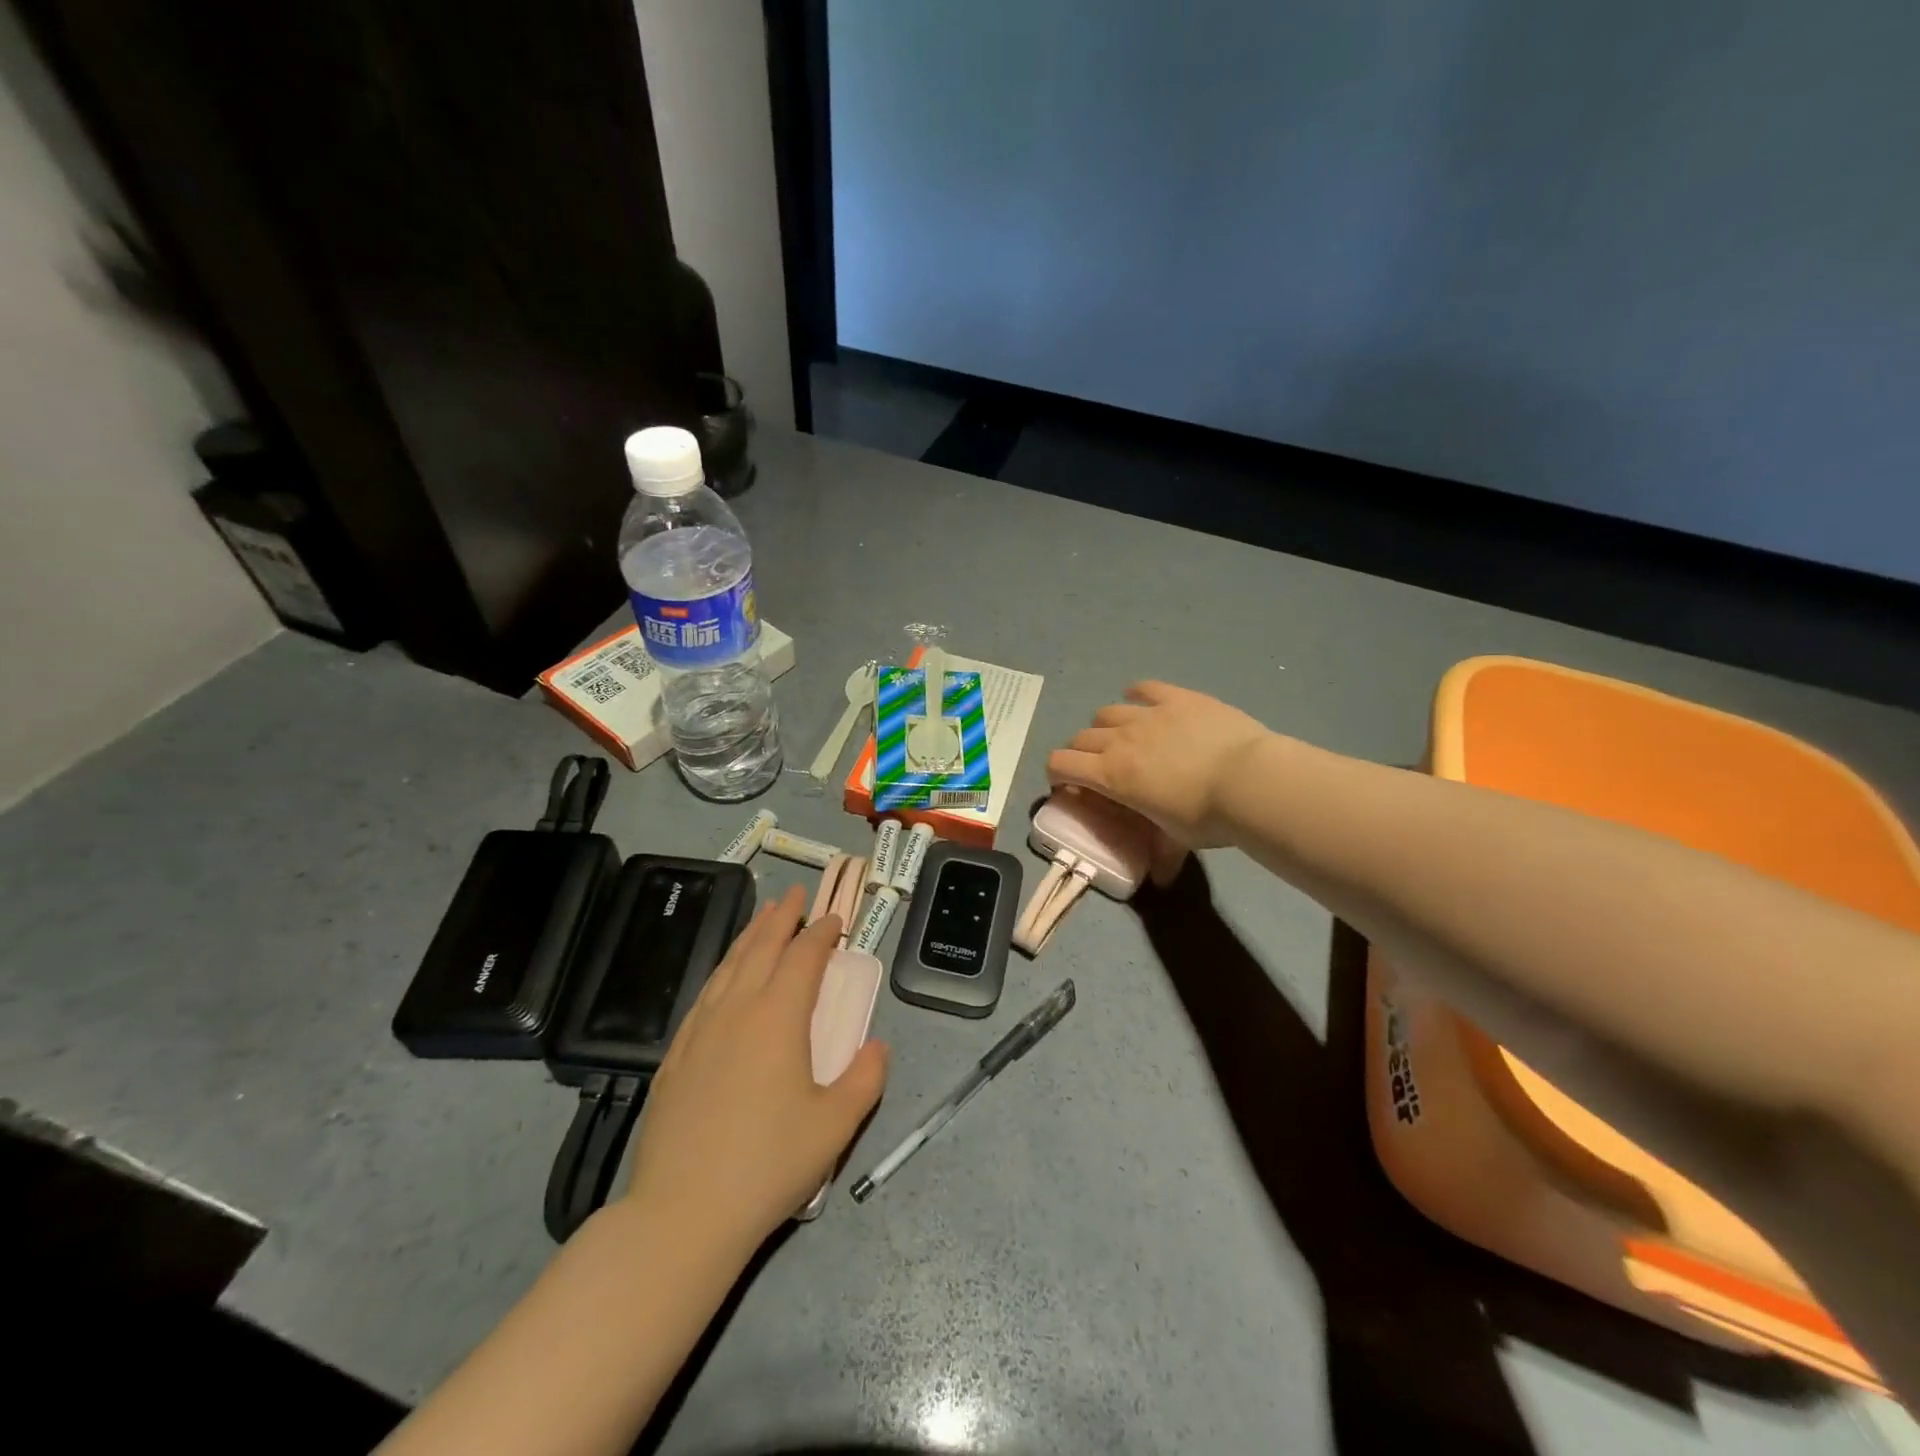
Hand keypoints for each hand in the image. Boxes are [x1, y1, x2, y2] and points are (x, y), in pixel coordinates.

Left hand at [621, 887, 888, 1256]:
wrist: (684, 1212)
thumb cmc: (768, 1164)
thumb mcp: (835, 1125)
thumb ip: (865, 1079)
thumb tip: (878, 1046)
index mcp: (778, 1018)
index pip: (803, 958)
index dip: (821, 933)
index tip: (834, 918)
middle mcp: (737, 1010)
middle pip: (761, 948)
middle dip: (781, 918)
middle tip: (794, 894)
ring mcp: (700, 1030)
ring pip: (728, 966)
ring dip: (750, 936)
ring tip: (762, 918)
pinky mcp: (676, 1055)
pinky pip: (704, 994)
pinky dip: (722, 971)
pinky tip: (724, 976)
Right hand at [1047, 681, 1272, 879]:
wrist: (1250, 780)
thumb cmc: (1207, 816)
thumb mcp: (1178, 840)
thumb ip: (1162, 853)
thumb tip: (1161, 880)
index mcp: (1111, 775)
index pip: (1060, 763)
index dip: (1056, 773)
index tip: (1069, 786)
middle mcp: (1119, 739)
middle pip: (1080, 738)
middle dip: (1081, 754)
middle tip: (1099, 769)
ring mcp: (1147, 714)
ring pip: (1106, 712)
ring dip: (1106, 726)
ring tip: (1124, 738)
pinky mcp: (1176, 697)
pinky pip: (1144, 688)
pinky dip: (1137, 695)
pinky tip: (1143, 701)